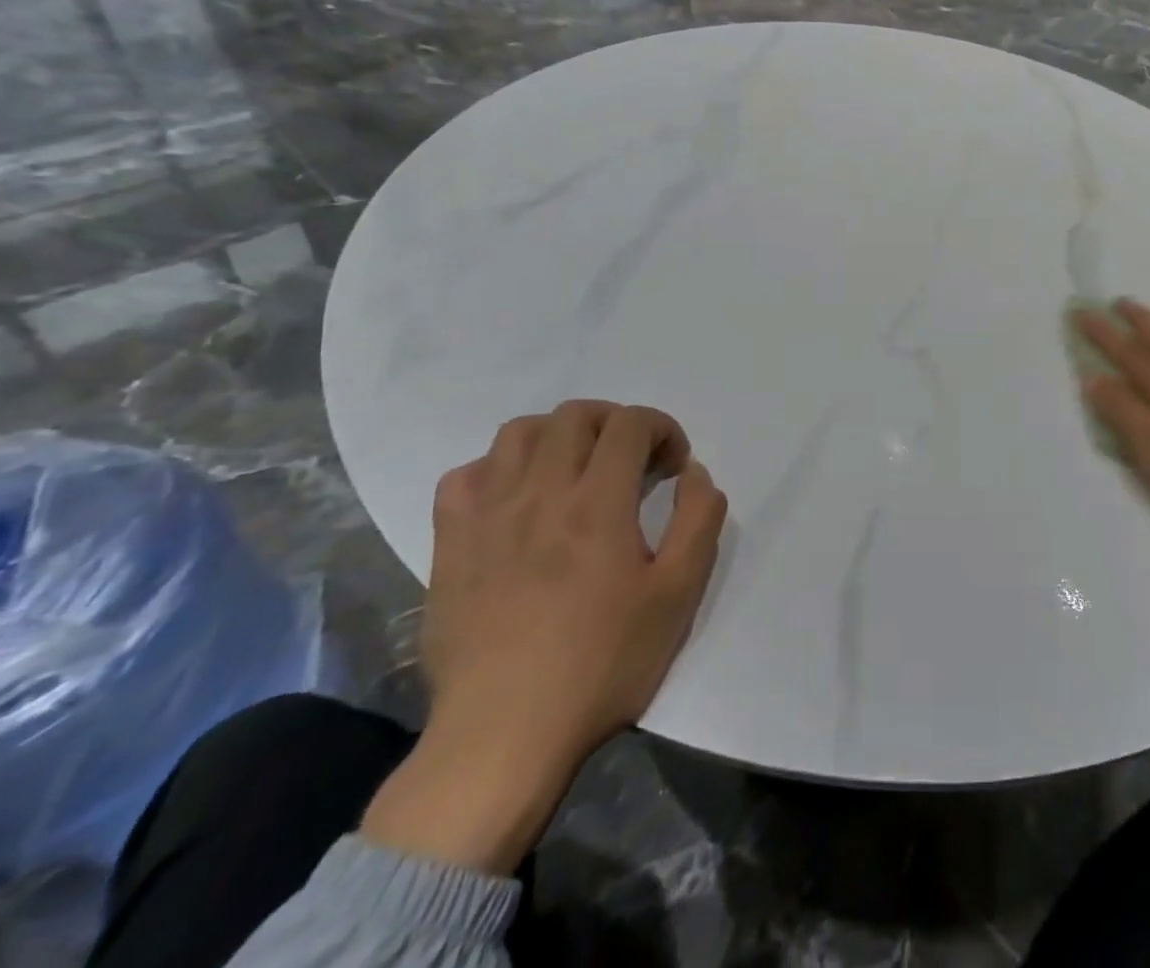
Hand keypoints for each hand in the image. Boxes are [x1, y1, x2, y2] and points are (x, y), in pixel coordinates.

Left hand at [361, 400, 726, 873]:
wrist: (504, 735)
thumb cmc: (602, 663)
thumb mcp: (678, 595)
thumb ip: (699, 520)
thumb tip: (694, 473)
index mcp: (598, 501)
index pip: (630, 423)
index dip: (661, 429)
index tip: (673, 465)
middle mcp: (540, 492)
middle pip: (575, 415)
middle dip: (615, 423)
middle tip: (632, 461)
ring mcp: (488, 515)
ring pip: (518, 432)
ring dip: (557, 436)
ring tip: (575, 469)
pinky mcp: (450, 544)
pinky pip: (464, 476)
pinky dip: (496, 470)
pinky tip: (515, 500)